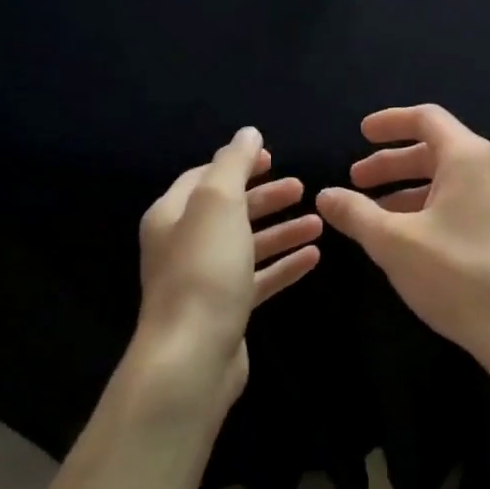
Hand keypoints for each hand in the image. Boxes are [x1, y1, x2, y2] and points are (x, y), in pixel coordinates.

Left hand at [132, 127, 321, 408]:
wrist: (193, 355)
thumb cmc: (204, 269)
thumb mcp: (218, 204)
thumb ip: (233, 164)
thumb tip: (247, 133)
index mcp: (172, 215)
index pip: (204, 177)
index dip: (238, 164)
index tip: (273, 157)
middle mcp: (183, 245)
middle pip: (229, 211)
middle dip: (265, 198)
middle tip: (302, 188)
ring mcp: (205, 280)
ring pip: (248, 245)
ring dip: (281, 231)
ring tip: (318, 222)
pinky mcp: (226, 309)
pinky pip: (258, 278)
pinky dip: (283, 265)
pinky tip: (313, 257)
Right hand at [317, 105, 489, 371]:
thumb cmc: (456, 275)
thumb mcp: (394, 242)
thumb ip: (356, 213)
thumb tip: (325, 195)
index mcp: (469, 158)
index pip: (427, 118)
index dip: (389, 122)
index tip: (360, 134)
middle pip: (435, 150)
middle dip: (392, 163)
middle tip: (356, 179)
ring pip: (448, 180)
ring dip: (408, 189)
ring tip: (372, 212)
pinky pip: (462, 203)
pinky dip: (430, 208)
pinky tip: (407, 236)